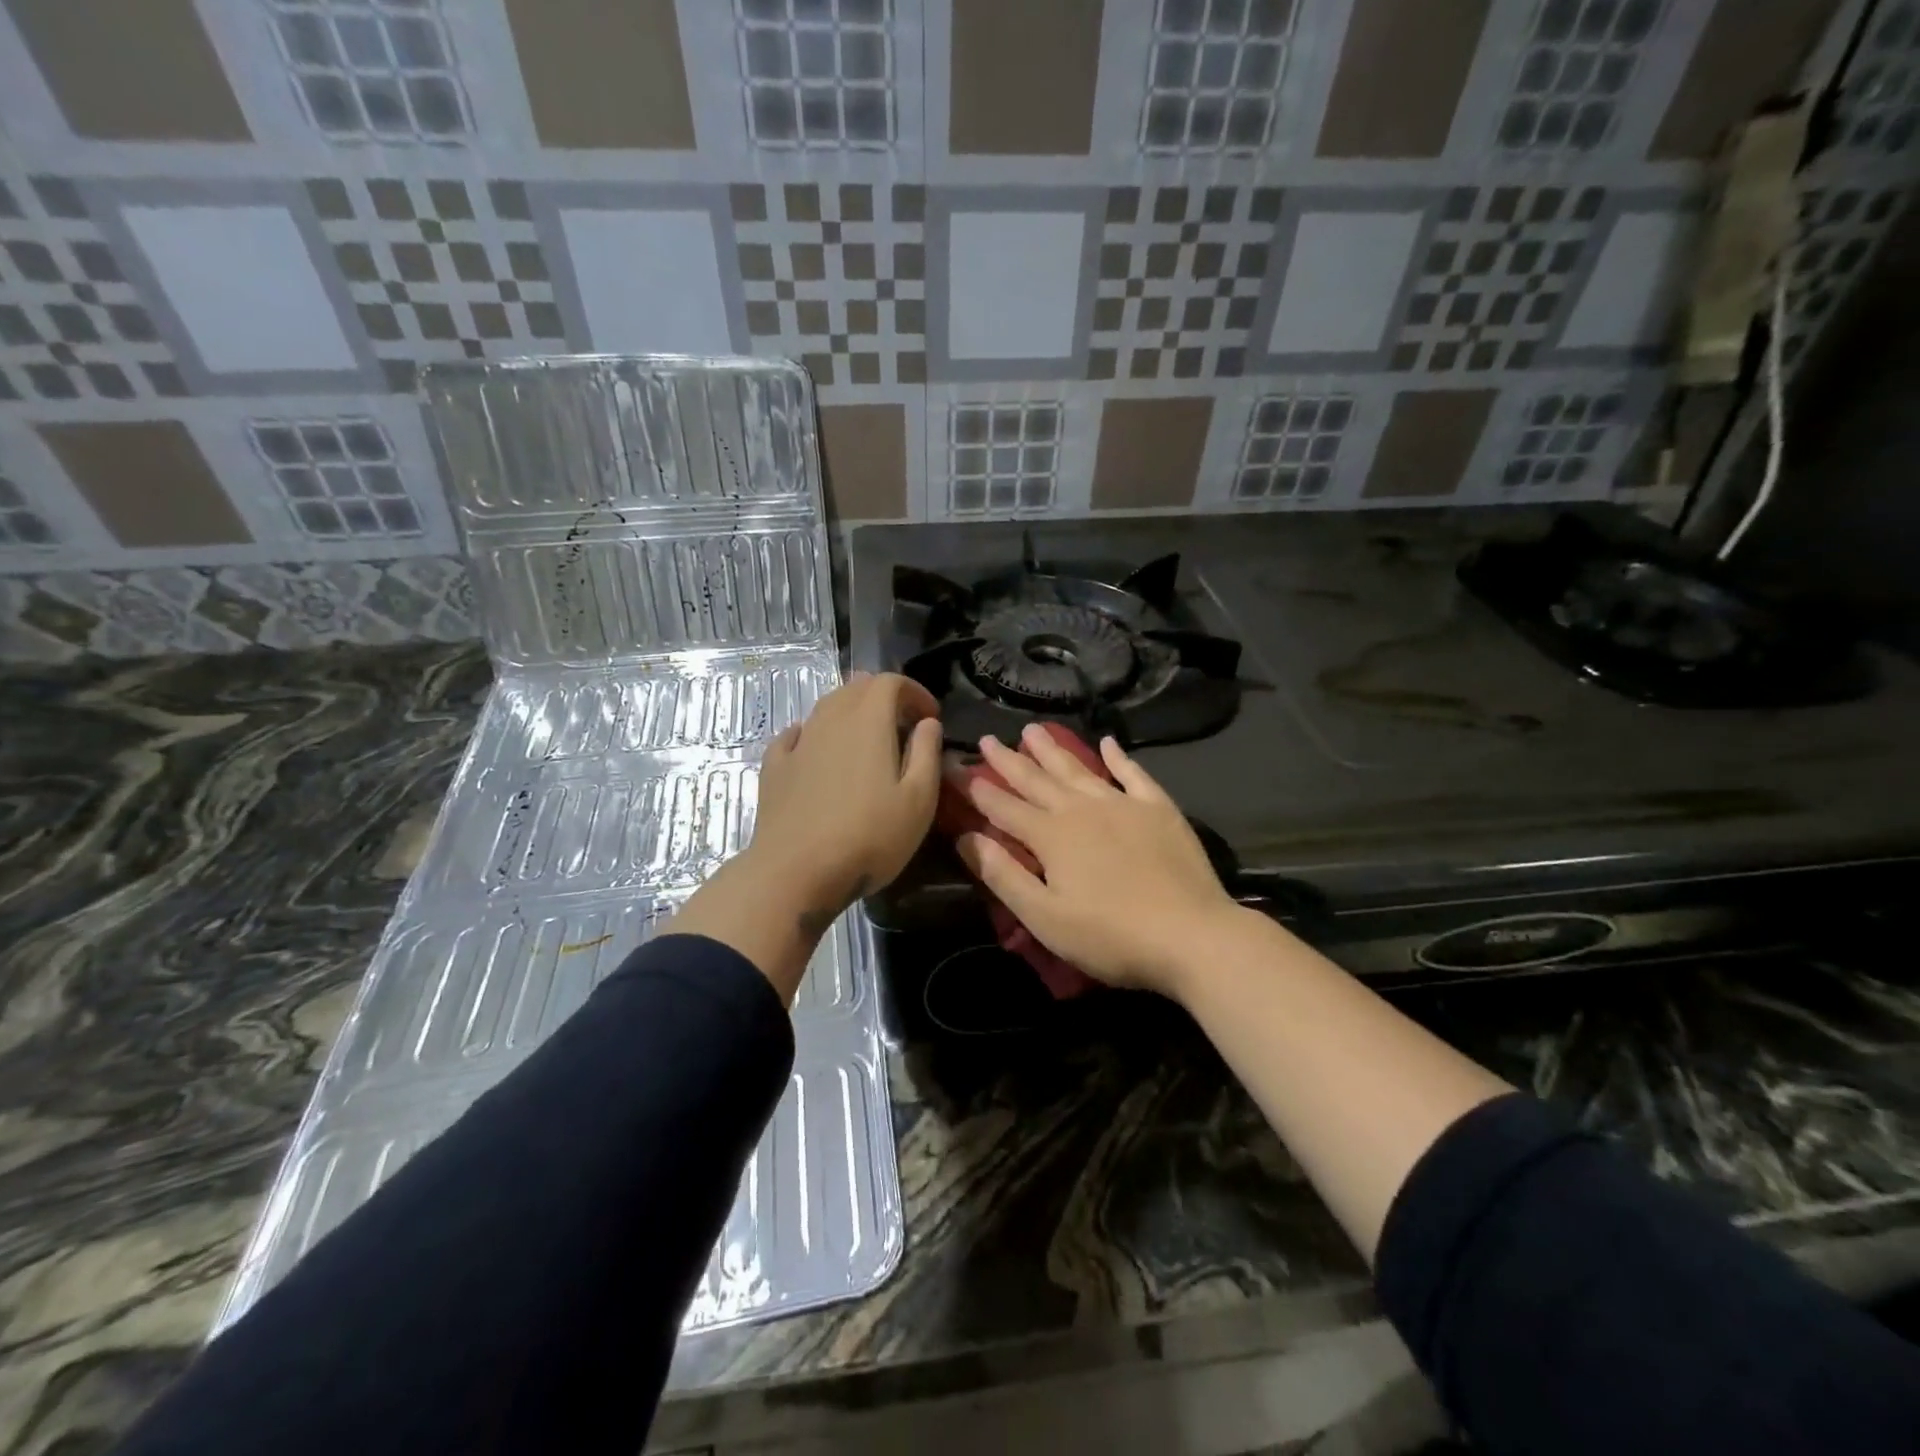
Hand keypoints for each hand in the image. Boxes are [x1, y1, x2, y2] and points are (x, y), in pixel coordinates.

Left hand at [746, 670, 943, 926]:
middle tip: (903, 725)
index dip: (914, 691)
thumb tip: (928, 723)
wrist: (795, 872)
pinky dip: (815, 733)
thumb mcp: (919, 800)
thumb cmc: (869, 837)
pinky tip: (818, 751)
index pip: (890, 681)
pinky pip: (796, 735)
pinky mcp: (775, 768)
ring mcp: (798, 743)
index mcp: (868, 721)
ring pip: (826, 707)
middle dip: (884, 697)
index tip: (930, 716)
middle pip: (856, 688)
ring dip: (851, 713)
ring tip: (868, 740)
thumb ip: (927, 753)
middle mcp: (830, 720)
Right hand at [957, 725, 1238, 998]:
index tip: (955, 768)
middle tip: (987, 739)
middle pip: (1037, 779)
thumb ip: (1003, 875)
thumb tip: (965, 838)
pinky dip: (1119, 757)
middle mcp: (1081, 809)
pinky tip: (1107, 742)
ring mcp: (1122, 804)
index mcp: (1051, 835)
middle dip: (1008, 760)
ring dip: (1053, 749)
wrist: (1191, 935)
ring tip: (1032, 729)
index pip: (1003, 807)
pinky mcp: (1158, 809)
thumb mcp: (1044, 916)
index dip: (977, 788)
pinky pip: (1133, 774)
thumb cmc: (1110, 936)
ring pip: (1078, 769)